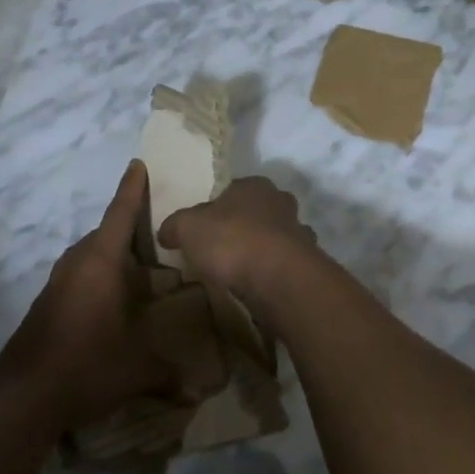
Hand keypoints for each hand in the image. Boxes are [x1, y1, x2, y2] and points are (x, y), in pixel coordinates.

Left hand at [0, 161, 174, 430]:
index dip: (132, 188)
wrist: (24, 396)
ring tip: (137, 271)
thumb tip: (198, 387)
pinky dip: (96, 277)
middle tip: (156, 234)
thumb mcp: (138, 368)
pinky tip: (109, 302)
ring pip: (89, 255)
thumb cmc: (87, 365)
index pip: (120, 213)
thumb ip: (169, 371)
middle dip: (128, 229)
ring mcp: (57, 282)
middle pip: (105, 233)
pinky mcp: (46, 303)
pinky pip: (77, 275)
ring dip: (110, 256)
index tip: (138, 163)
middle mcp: (77, 263)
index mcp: (102, 262)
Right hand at [156, 177, 320, 325]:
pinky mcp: (308, 263)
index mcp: (254, 185)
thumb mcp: (188, 228)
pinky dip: (274, 273)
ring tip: (240, 272)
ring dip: (263, 251)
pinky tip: (259, 287)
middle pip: (258, 212)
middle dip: (244, 227)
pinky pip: (285, 265)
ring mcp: (299, 232)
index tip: (205, 228)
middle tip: (222, 250)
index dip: (218, 208)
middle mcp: (281, 202)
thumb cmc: (231, 240)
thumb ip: (175, 226)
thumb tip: (165, 232)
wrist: (277, 278)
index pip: (233, 190)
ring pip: (276, 238)